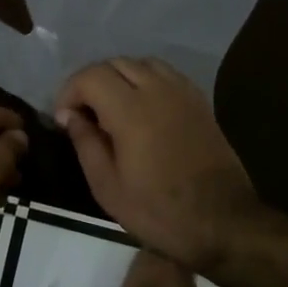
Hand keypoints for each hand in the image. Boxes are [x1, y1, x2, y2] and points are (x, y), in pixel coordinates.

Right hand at [54, 57, 260, 273]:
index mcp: (131, 110)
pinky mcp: (199, 101)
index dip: (69, 92)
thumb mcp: (108, 187)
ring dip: (119, 77)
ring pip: (141, 63)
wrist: (224, 222)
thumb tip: (69, 115)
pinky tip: (141, 108)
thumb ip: (85, 143)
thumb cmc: (159, 211)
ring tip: (110, 107)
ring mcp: (182, 92)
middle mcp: (157, 90)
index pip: (90, 76)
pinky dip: (145, 80)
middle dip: (91, 82)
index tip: (64, 119)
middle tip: (83, 114)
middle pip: (114, 63)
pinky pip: (165, 74)